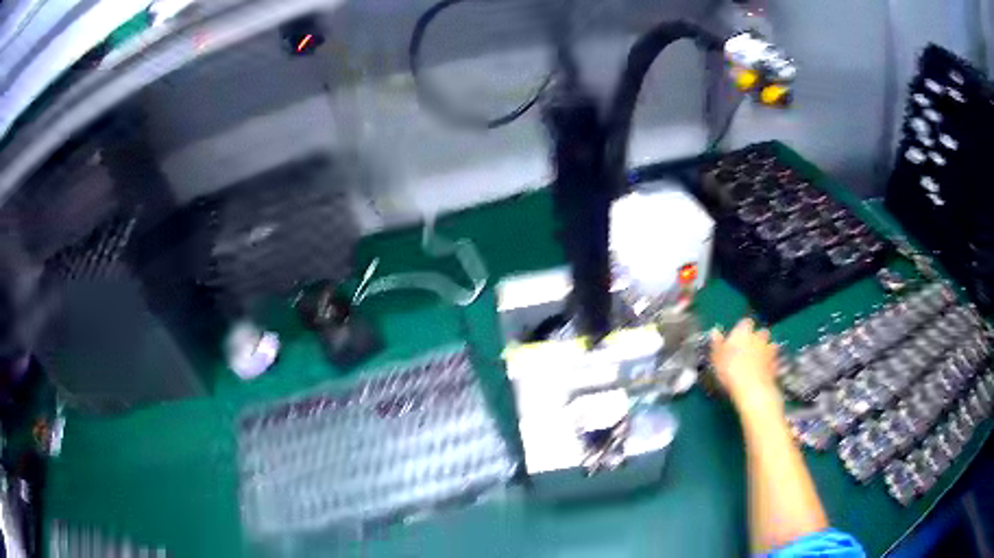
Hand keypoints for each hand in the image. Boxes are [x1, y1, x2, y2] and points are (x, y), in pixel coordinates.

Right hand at [710, 318, 780, 410]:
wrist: (752, 388)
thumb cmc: (730, 371)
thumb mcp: (716, 358)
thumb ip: (717, 343)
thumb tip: (715, 331)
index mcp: (743, 332)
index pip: (745, 323)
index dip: (742, 329)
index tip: (737, 338)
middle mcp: (758, 336)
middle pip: (761, 332)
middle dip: (757, 338)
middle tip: (749, 349)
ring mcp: (769, 349)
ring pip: (770, 344)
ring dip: (766, 349)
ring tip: (759, 360)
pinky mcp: (776, 363)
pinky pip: (775, 359)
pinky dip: (772, 363)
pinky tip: (766, 370)